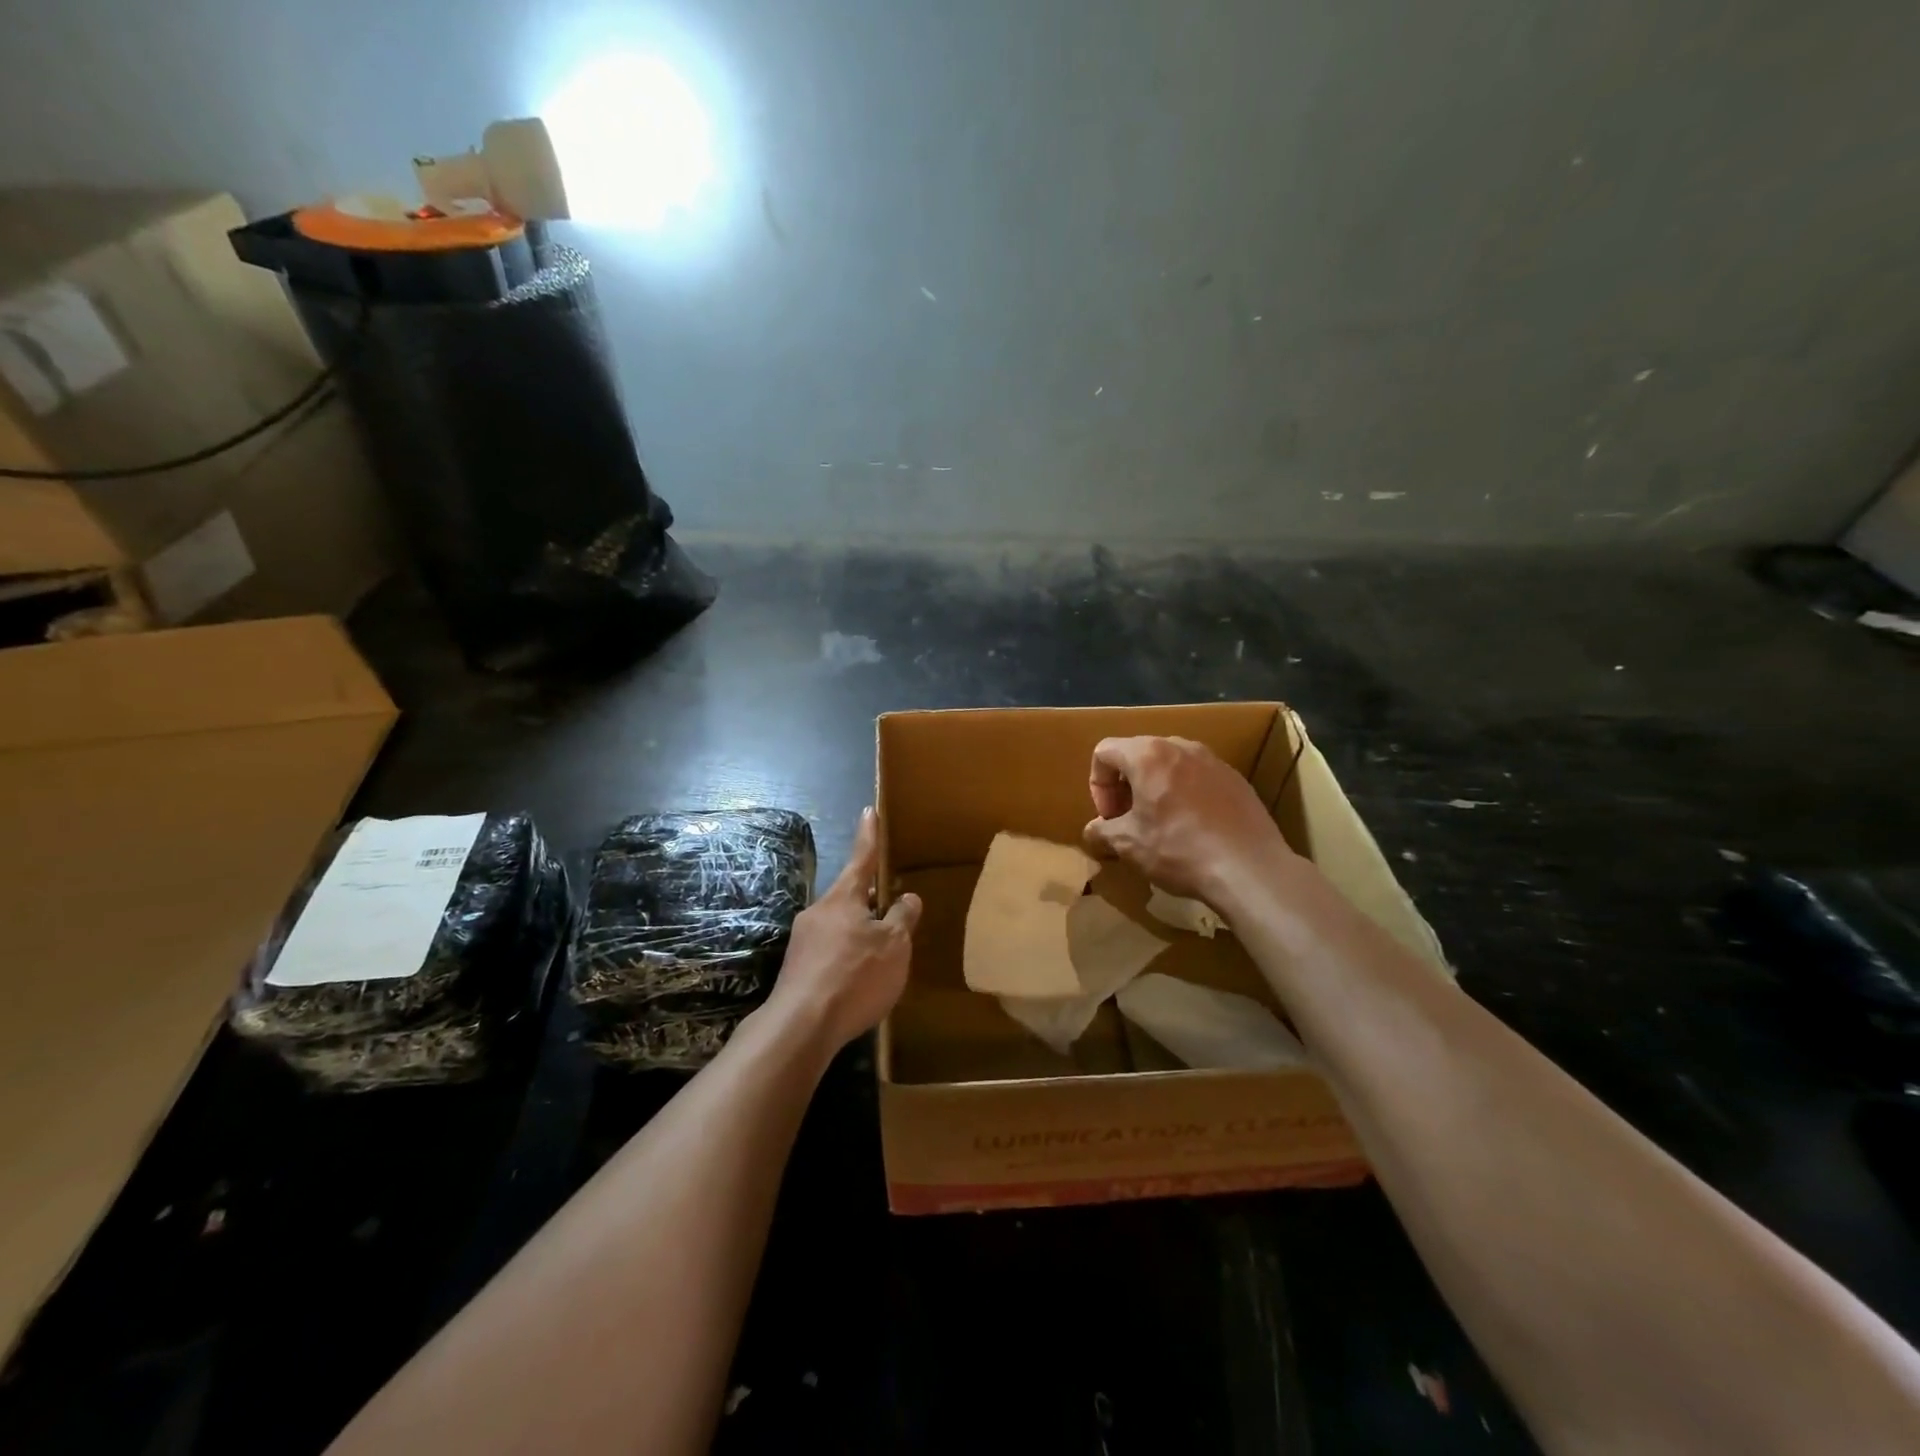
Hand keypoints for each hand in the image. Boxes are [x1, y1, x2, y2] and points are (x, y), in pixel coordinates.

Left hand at [766, 807, 920, 1050]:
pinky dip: (848, 958)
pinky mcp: (797, 969)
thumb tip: (908, 898)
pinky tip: (859, 982)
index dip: (868, 836)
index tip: (869, 811)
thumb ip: (902, 918)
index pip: (861, 859)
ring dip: (859, 934)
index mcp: (843, 898)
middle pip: (850, 898)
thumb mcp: (894, 946)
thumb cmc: (855, 976)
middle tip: (892, 912)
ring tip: (881, 958)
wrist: (801, 1026)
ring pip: (840, 927)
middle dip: (870, 902)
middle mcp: (818, 912)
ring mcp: (803, 941)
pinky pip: (831, 953)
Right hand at [1084, 736, 1294, 906]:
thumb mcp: (1128, 845)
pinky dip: (1186, 795)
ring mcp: (1213, 760)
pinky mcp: (1236, 778)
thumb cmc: (1179, 849)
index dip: (1097, 784)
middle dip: (1126, 785)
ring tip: (1161, 823)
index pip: (1105, 751)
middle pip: (1138, 754)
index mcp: (1147, 754)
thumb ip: (1101, 831)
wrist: (1249, 868)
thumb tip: (1093, 832)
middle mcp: (1180, 746)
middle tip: (1129, 819)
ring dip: (1155, 788)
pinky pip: (1198, 777)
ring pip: (1170, 765)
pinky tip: (1194, 829)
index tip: (1109, 816)